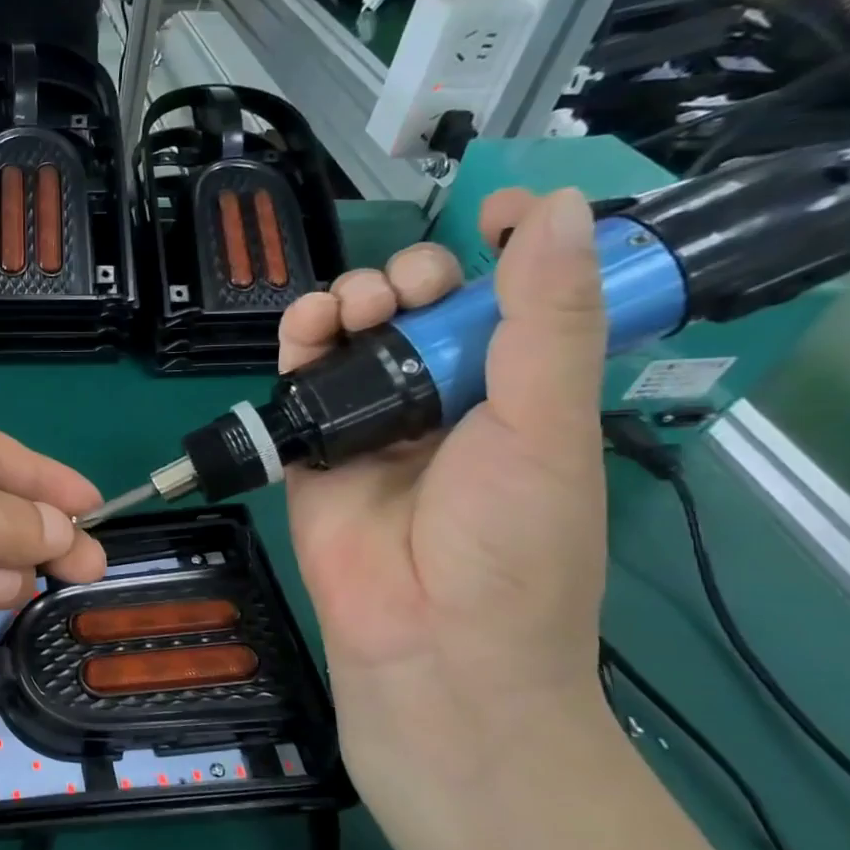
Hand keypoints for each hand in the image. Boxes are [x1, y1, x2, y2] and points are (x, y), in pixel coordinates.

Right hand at [277, 191, 608, 788]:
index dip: (506, 251)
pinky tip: (306, 327)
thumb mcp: (547, 425)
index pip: (513, 303)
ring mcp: (374, 424)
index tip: (490, 215)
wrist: (427, 639)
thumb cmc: (509, 540)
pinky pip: (301, 380)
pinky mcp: (313, 447)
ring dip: (352, 301)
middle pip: (421, 311)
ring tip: (355, 308)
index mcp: (517, 394)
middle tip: (410, 292)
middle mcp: (444, 401)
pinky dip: (299, 342)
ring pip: (355, 337)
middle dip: (412, 279)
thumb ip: (547, 320)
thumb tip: (550, 209)